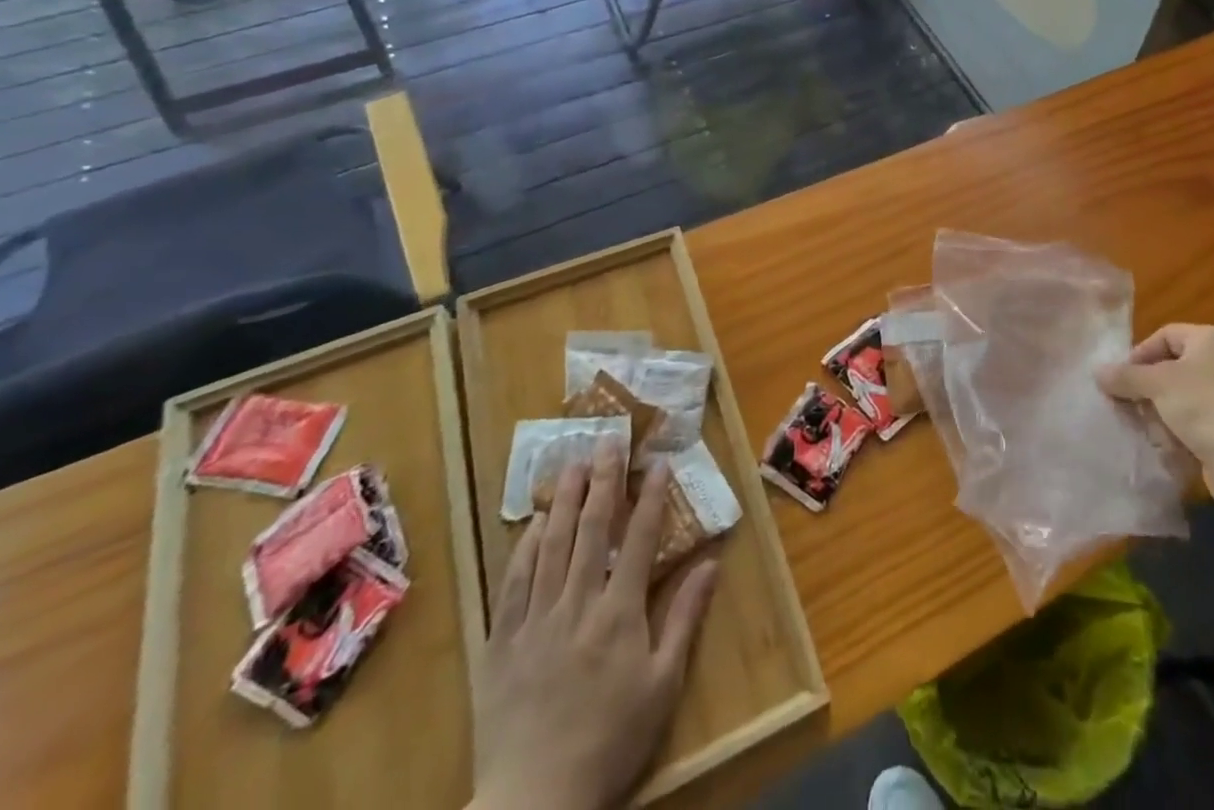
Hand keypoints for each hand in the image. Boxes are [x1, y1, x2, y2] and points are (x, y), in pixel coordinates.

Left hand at [470, 444, 718, 809]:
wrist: (533, 806)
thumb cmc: (610, 743)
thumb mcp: (662, 686)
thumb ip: (685, 619)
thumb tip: (711, 564)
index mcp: (619, 613)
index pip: (640, 539)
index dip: (652, 496)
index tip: (660, 462)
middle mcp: (577, 604)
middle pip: (591, 529)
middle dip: (603, 480)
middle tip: (608, 440)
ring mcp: (535, 620)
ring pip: (551, 546)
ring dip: (564, 500)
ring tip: (571, 463)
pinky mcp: (501, 643)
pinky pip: (512, 583)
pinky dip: (525, 547)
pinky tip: (534, 523)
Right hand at [1097, 324, 1213, 506]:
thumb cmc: (1203, 406)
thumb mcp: (1157, 384)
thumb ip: (1125, 376)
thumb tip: (1097, 372)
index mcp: (1208, 340)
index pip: (1164, 335)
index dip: (1140, 353)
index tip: (1121, 377)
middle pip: (1168, 367)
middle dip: (1144, 387)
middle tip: (1124, 403)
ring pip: (1175, 398)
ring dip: (1157, 412)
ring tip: (1143, 427)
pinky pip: (1189, 423)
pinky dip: (1173, 432)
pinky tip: (1162, 445)